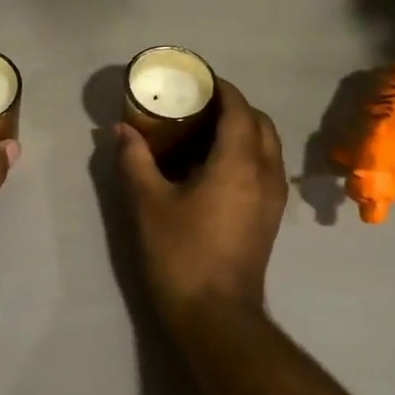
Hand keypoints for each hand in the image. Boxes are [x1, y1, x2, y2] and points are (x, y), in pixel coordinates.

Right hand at [117, 79, 287, 333]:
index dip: (221, 88)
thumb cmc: (181, 254)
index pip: (239, 108)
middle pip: (260, 122)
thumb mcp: (148, 204)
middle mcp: (265, 172)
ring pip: (267, 146)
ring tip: (203, 133)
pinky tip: (214, 168)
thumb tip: (121, 130)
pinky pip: (266, 167)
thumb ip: (135, 160)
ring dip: (243, 130)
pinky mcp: (272, 217)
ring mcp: (274, 197)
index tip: (196, 80)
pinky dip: (247, 153)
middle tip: (197, 106)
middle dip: (233, 107)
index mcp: (239, 162)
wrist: (216, 315)